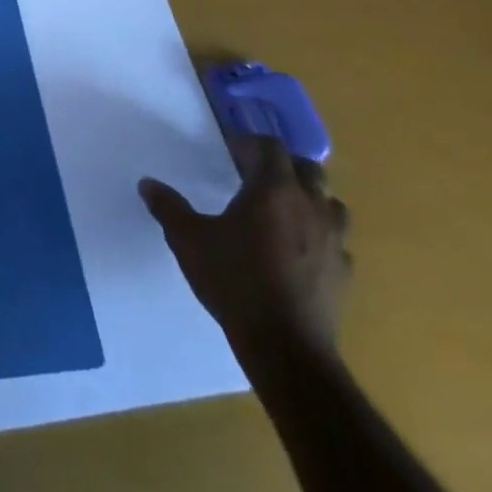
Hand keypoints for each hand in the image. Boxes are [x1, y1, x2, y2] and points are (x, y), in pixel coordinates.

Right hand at [139, 135, 350, 355]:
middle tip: (257, 178)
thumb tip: (147, 184)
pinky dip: (321, 239)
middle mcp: (310, 206)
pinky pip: (338, 244)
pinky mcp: (345, 275)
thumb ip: (168, 207)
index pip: (270, 146)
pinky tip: (300, 255)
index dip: (250, 144)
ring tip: (284, 214)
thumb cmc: (235, 280)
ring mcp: (334, 241)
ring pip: (331, 204)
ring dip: (310, 201)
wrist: (285, 347)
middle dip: (284, 167)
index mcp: (273, 188)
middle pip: (308, 169)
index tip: (230, 153)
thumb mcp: (189, 240)